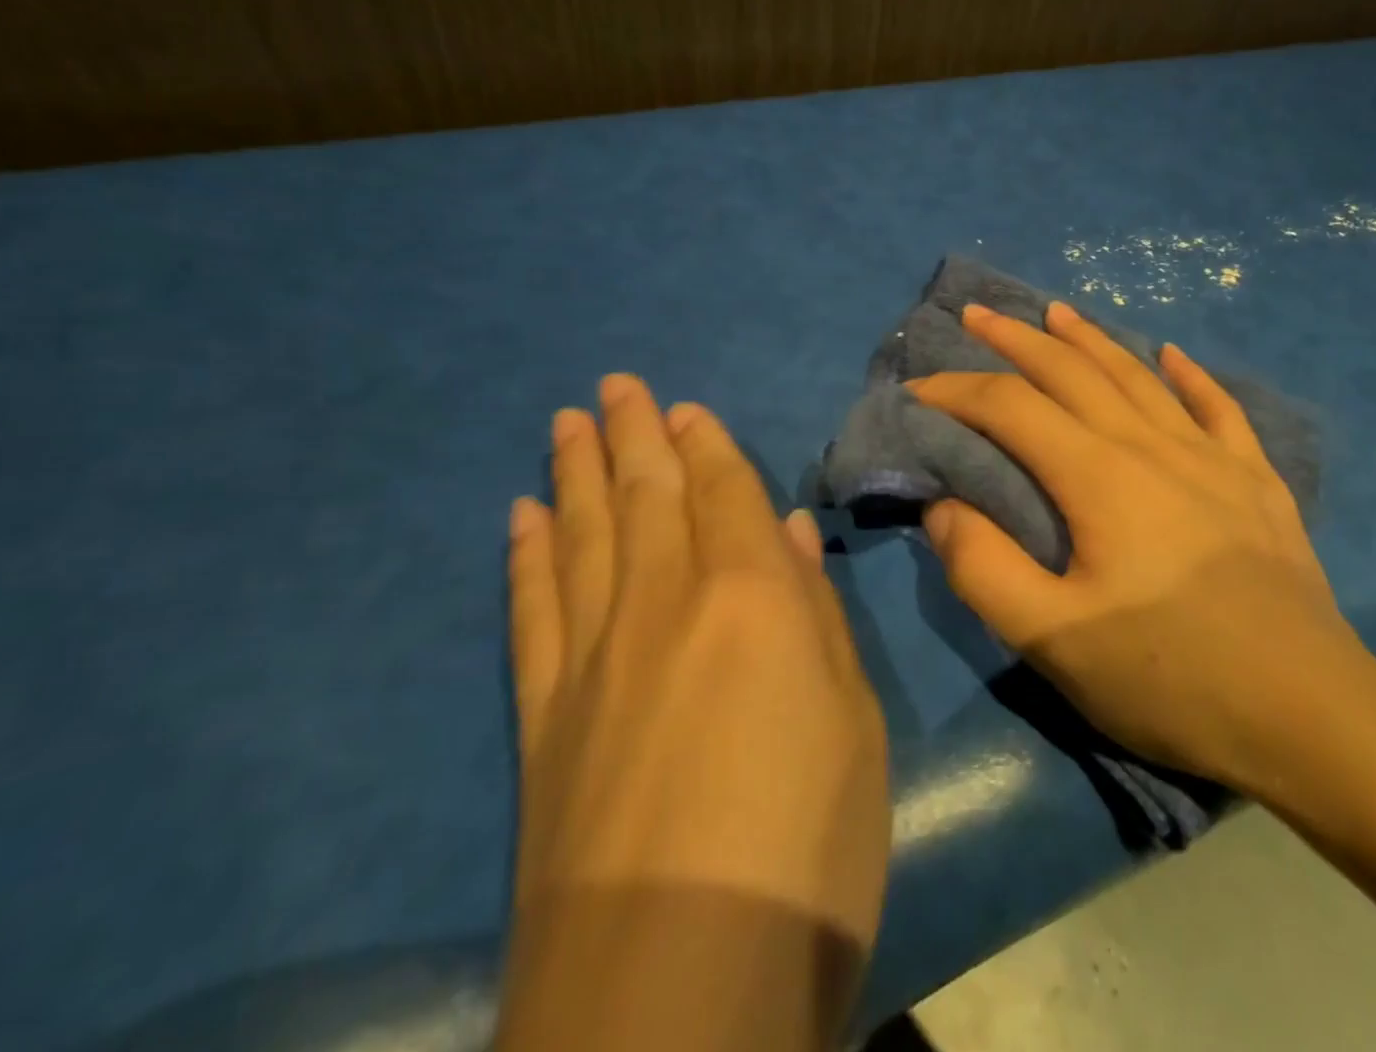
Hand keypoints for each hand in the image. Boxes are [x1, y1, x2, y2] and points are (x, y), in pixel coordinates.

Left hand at [499, 376, 888, 1050]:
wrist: (676, 992)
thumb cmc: (807, 845)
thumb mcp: (853, 720)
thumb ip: (817, 614)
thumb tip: (791, 532)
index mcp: (753, 596)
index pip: (723, 493)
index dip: (705, 445)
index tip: (683, 407)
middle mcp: (666, 603)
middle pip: (646, 495)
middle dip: (633, 433)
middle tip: (616, 385)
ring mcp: (593, 657)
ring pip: (584, 534)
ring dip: (577, 472)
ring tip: (567, 422)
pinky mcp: (541, 718)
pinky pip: (532, 609)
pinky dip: (528, 555)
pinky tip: (522, 516)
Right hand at [910, 302, 1375, 815]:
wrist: (1312, 716)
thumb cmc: (1171, 679)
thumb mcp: (1055, 641)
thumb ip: (984, 569)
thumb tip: (942, 506)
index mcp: (1099, 476)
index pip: (1011, 407)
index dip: (957, 391)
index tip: (917, 390)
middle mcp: (1152, 445)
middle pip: (1072, 371)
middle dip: (1016, 338)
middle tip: (977, 313)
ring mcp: (1212, 457)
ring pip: (1138, 376)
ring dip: (1090, 339)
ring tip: (1058, 311)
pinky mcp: (1256, 480)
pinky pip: (1218, 408)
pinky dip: (1190, 376)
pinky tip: (1174, 356)